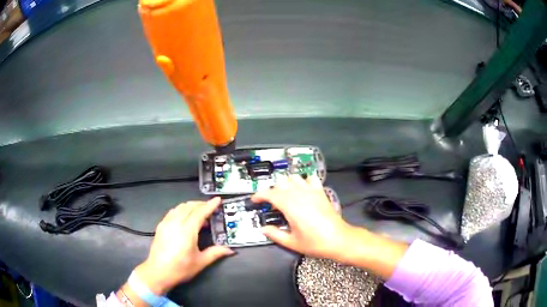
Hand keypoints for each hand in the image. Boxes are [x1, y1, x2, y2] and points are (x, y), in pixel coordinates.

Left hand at [135, 198, 233, 294]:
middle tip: (210, 207)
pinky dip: (181, 210)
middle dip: (201, 204)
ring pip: (180, 207)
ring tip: (199, 213)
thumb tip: (230, 250)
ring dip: (191, 206)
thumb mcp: (200, 262)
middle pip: (189, 206)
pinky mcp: (160, 226)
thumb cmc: (180, 268)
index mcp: (187, 231)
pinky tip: (184, 217)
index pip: (200, 213)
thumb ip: (215, 253)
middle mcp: (176, 223)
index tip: (217, 199)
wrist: (158, 272)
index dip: (210, 205)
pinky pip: (172, 212)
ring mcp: (166, 223)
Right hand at [252, 175, 354, 260]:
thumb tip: (263, 229)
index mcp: (291, 206)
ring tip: (285, 197)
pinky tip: (302, 190)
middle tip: (271, 204)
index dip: (260, 195)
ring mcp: (312, 191)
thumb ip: (275, 234)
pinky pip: (311, 178)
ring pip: (294, 178)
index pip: (271, 194)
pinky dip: (304, 181)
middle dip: (272, 191)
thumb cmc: (315, 243)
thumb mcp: (292, 242)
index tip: (255, 200)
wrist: (339, 239)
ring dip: (286, 184)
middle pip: (281, 183)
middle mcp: (300, 195)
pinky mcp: (321, 192)